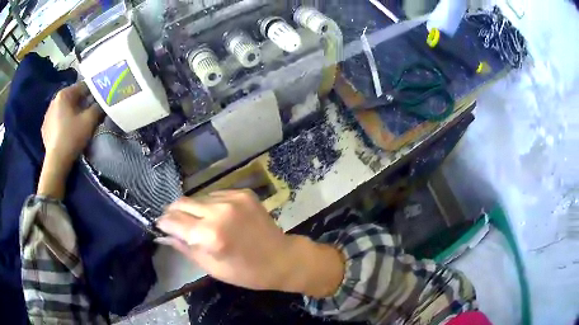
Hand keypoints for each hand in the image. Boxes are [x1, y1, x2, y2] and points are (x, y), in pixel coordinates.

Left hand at [42, 82, 101, 166]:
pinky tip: (66, 132)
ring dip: (71, 112)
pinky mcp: (44, 128)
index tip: (100, 100)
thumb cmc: (72, 137)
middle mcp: (54, 100)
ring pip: (63, 109)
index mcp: (64, 94)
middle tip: (89, 112)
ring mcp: (47, 115)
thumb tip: (102, 103)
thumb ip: (98, 107)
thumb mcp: (90, 120)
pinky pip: (56, 120)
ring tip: (77, 123)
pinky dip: (62, 122)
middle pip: (72, 98)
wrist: (56, 162)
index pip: (83, 86)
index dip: (93, 92)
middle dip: (81, 103)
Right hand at [157, 190, 344, 297]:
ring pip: (198, 198)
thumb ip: (185, 248)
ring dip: (192, 209)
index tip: (160, 226)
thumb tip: (164, 235)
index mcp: (210, 234)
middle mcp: (219, 210)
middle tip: (173, 223)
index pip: (174, 220)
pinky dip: (210, 205)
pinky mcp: (243, 193)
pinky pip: (215, 195)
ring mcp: (233, 198)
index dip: (163, 223)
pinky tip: (218, 218)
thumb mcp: (212, 267)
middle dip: (173, 212)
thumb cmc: (247, 272)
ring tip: (199, 223)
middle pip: (182, 202)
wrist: (283, 258)